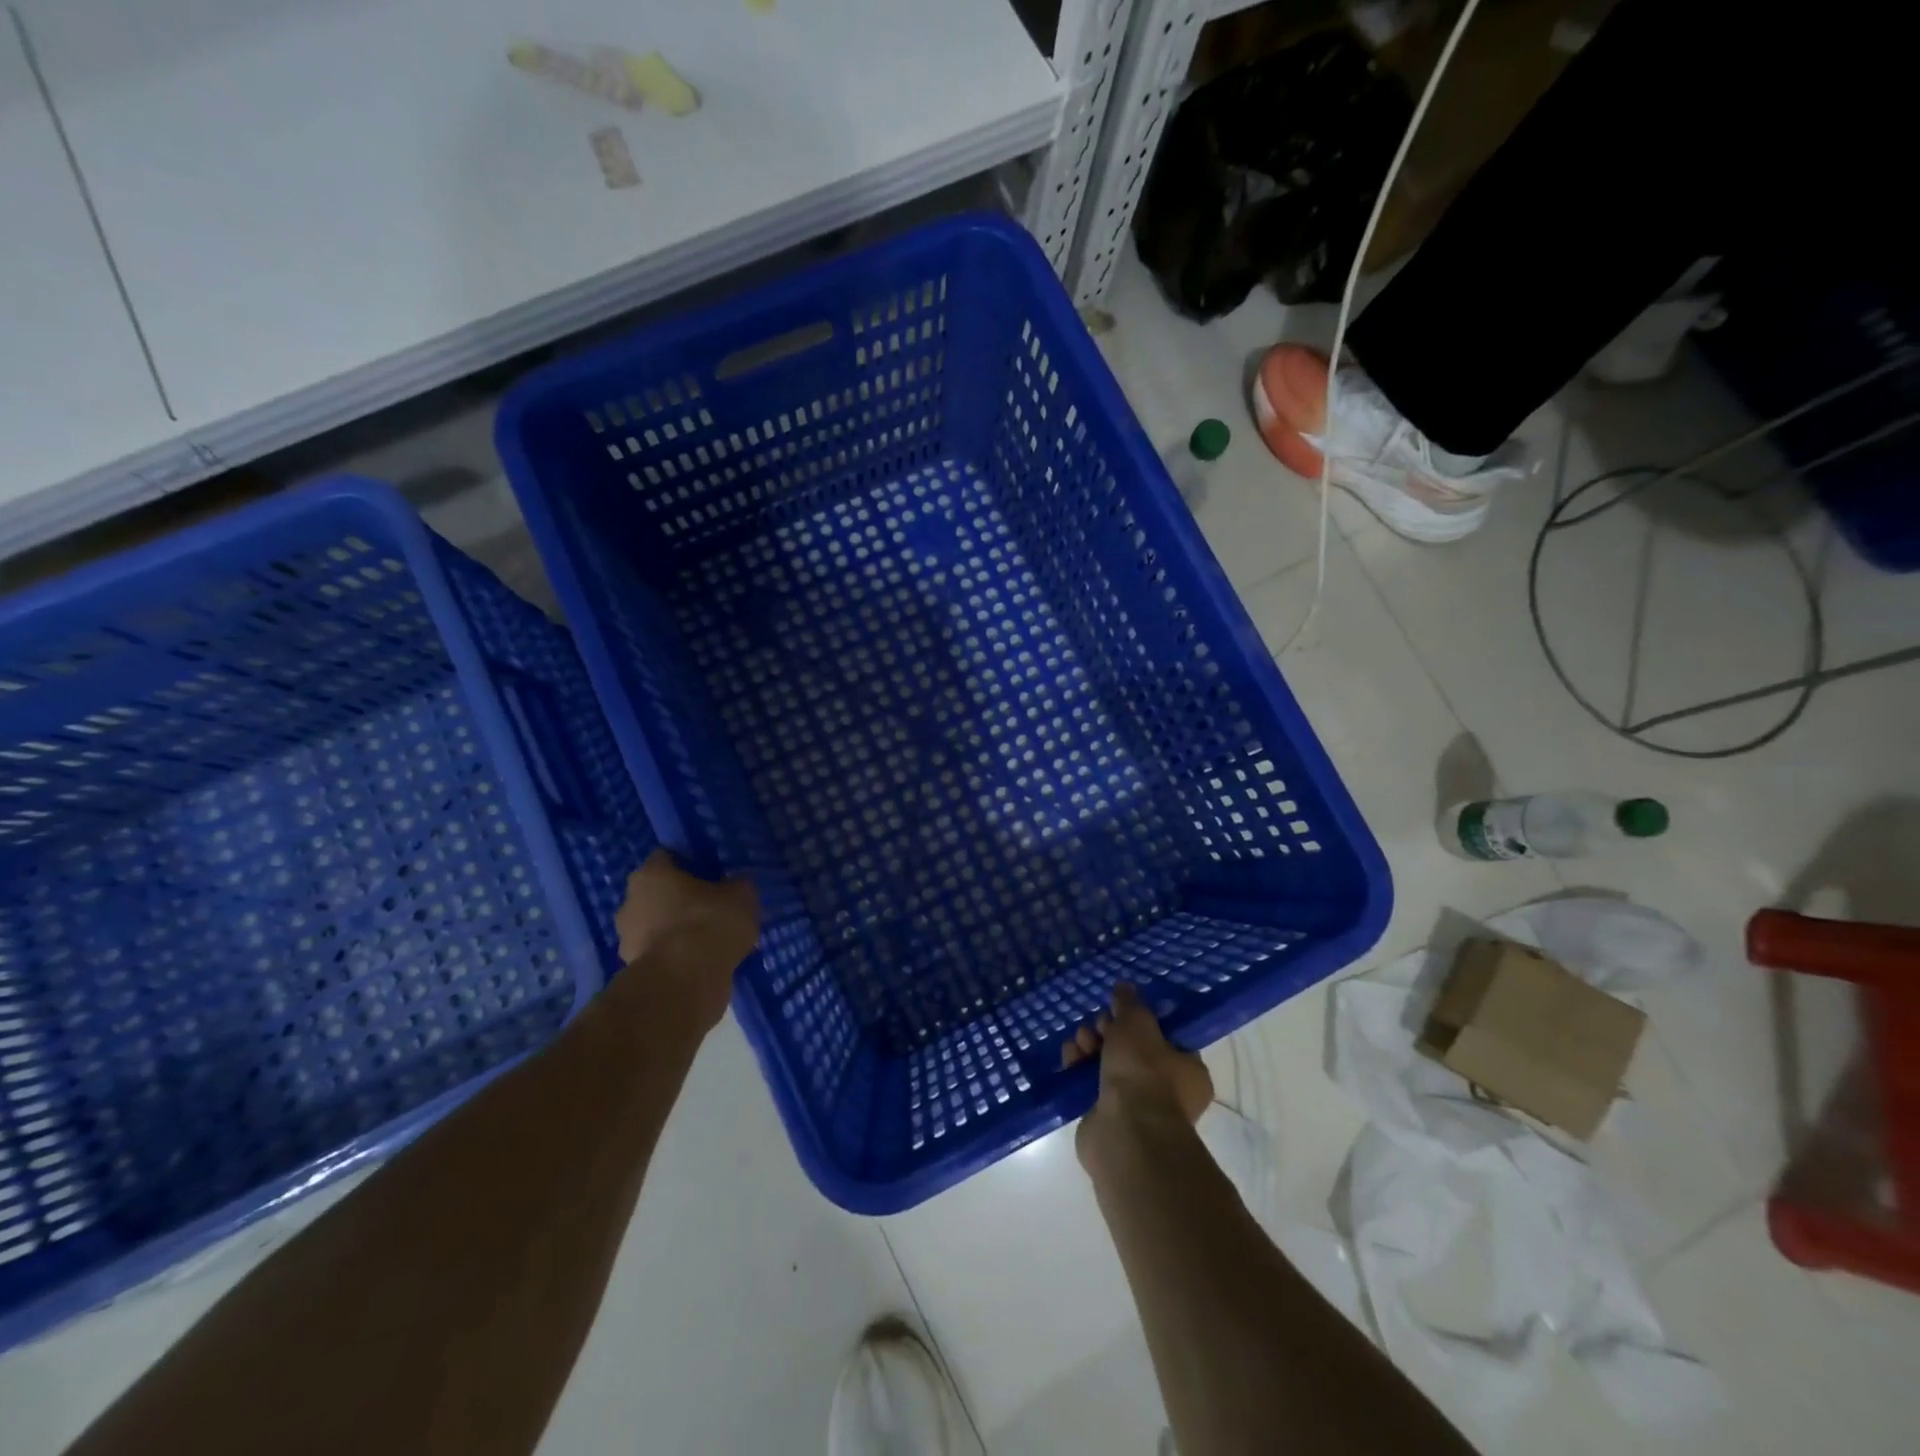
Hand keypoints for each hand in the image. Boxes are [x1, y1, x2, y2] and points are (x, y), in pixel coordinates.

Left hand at [613, 850, 760, 1030]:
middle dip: (680, 900)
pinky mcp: (634, 972)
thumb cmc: (709, 922)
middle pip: (657, 893)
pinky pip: (661, 955)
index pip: (667, 857)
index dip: (691, 863)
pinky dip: (677, 957)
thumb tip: (736, 886)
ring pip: (656, 926)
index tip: (712, 874)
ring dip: (677, 931)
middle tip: (712, 908)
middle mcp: (630, 902)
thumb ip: (737, 886)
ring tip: (710, 941)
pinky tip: (702, 964)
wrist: (685, 981)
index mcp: (650, 874)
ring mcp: (627, 940)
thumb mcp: (741, 895)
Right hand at [1061, 983, 1211, 1164]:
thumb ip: (1130, 1003)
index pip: (1165, 1036)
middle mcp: (1166, 1090)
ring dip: (1090, 1046)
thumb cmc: (1144, 1073)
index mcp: (1188, 1070)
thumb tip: (1124, 987)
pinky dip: (1078, 1068)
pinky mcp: (1106, 1117)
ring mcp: (1135, 1107)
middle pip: (1132, 1048)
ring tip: (1080, 1041)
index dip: (1140, 1019)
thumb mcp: (1138, 1024)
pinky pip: (1090, 1083)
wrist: (1125, 1132)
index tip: (1121, 1009)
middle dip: (1109, 1031)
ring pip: (1107, 1063)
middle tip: (1098, 1026)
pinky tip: (1070, 1056)